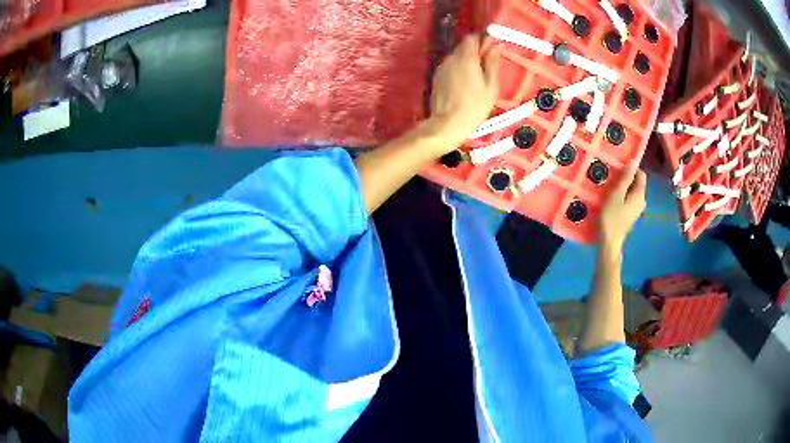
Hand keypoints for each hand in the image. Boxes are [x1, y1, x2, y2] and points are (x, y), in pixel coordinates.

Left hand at [428, 34, 499, 152]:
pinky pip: (450, 67)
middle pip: (463, 47)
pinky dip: (458, 70)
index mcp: (466, 57)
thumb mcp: (491, 86)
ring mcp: (441, 67)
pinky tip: (464, 84)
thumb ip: (492, 63)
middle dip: (475, 51)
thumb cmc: (474, 106)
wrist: (448, 123)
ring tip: (476, 77)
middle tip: (486, 65)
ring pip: (456, 57)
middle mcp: (451, 58)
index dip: (482, 40)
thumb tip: (494, 47)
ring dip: (466, 61)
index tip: (491, 48)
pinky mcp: (436, 77)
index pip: (472, 38)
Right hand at [598, 162, 646, 252]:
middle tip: (612, 177)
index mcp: (639, 194)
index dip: (631, 169)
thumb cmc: (611, 218)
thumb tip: (633, 162)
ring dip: (623, 187)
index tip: (618, 168)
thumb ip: (625, 178)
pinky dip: (622, 196)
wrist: (609, 242)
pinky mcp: (631, 215)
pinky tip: (611, 199)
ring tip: (610, 187)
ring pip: (632, 191)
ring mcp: (637, 209)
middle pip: (636, 183)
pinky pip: (628, 199)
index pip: (641, 174)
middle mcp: (641, 201)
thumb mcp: (616, 195)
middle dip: (626, 178)